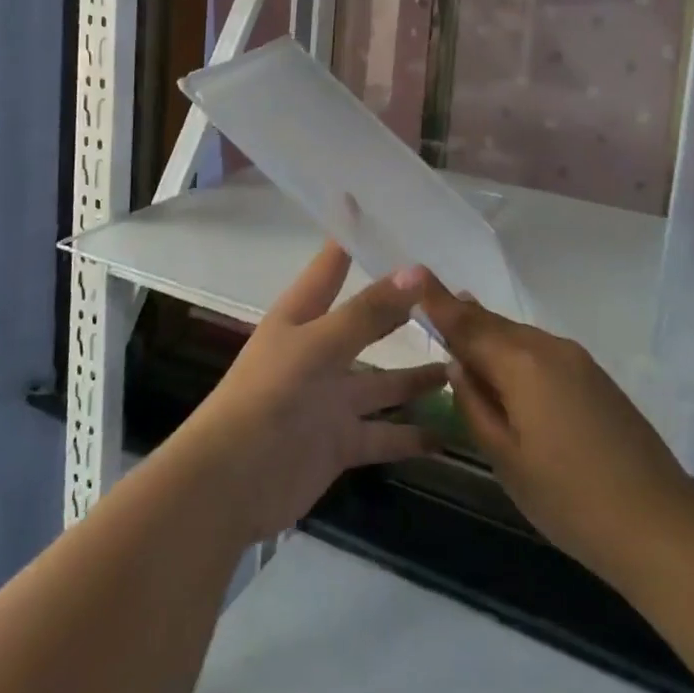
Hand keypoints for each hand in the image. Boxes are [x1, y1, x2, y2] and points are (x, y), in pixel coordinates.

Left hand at [172, 243, 446, 543]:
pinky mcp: (340, 441)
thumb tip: (417, 270)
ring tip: (464, 362)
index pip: (332, 264)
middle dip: (403, 309)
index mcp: (303, 316)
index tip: (383, 209)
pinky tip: (450, 433)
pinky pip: (384, 434)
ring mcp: (331, 398)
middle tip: (453, 293)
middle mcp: (320, 350)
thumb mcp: (318, 346)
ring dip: (419, 376)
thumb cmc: (267, 397)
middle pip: (368, 322)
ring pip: (384, 381)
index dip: (353, 236)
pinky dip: (413, 436)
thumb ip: (367, 313)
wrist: (229, 483)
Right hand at [419, 273, 691, 585]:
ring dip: (491, 338)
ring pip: (520, 338)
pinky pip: (543, 353)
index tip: (412, 274)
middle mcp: (550, 348)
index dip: (437, 300)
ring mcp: (578, 360)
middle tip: (433, 309)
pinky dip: (517, 354)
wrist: (661, 526)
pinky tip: (508, 373)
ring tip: (465, 341)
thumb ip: (475, 407)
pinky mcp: (596, 378)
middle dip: (464, 318)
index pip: (467, 323)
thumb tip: (459, 368)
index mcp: (522, 363)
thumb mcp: (507, 460)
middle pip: (495, 325)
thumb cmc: (570, 499)